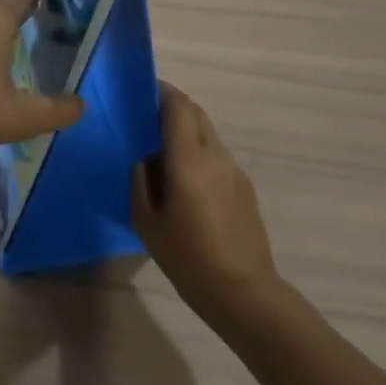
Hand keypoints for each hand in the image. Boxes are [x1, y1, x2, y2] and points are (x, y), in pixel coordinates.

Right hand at [132, 83, 279, 324]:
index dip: (161, 91)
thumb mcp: (146, 222)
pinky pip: (216, 155)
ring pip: (207, 133)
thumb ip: (141, 180)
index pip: (178, 106)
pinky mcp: (244, 186)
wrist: (244, 293)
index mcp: (188, 159)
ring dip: (186, 131)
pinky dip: (198, 152)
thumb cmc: (188, 259)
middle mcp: (214, 155)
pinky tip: (186, 182)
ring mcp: (234, 169)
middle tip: (147, 120)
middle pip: (195, 112)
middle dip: (172, 107)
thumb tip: (144, 157)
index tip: (141, 91)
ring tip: (163, 154)